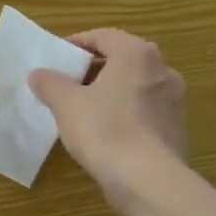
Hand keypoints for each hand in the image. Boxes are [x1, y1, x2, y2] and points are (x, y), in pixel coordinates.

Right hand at [28, 29, 188, 210]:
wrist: (148, 179)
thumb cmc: (105, 130)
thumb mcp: (65, 104)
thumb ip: (50, 83)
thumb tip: (39, 74)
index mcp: (136, 55)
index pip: (104, 36)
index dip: (77, 43)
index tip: (58, 58)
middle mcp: (162, 70)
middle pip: (122, 59)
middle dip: (94, 69)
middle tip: (68, 82)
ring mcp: (174, 100)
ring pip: (135, 85)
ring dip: (110, 90)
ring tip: (84, 108)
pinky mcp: (176, 127)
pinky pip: (145, 109)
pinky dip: (125, 112)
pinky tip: (106, 131)